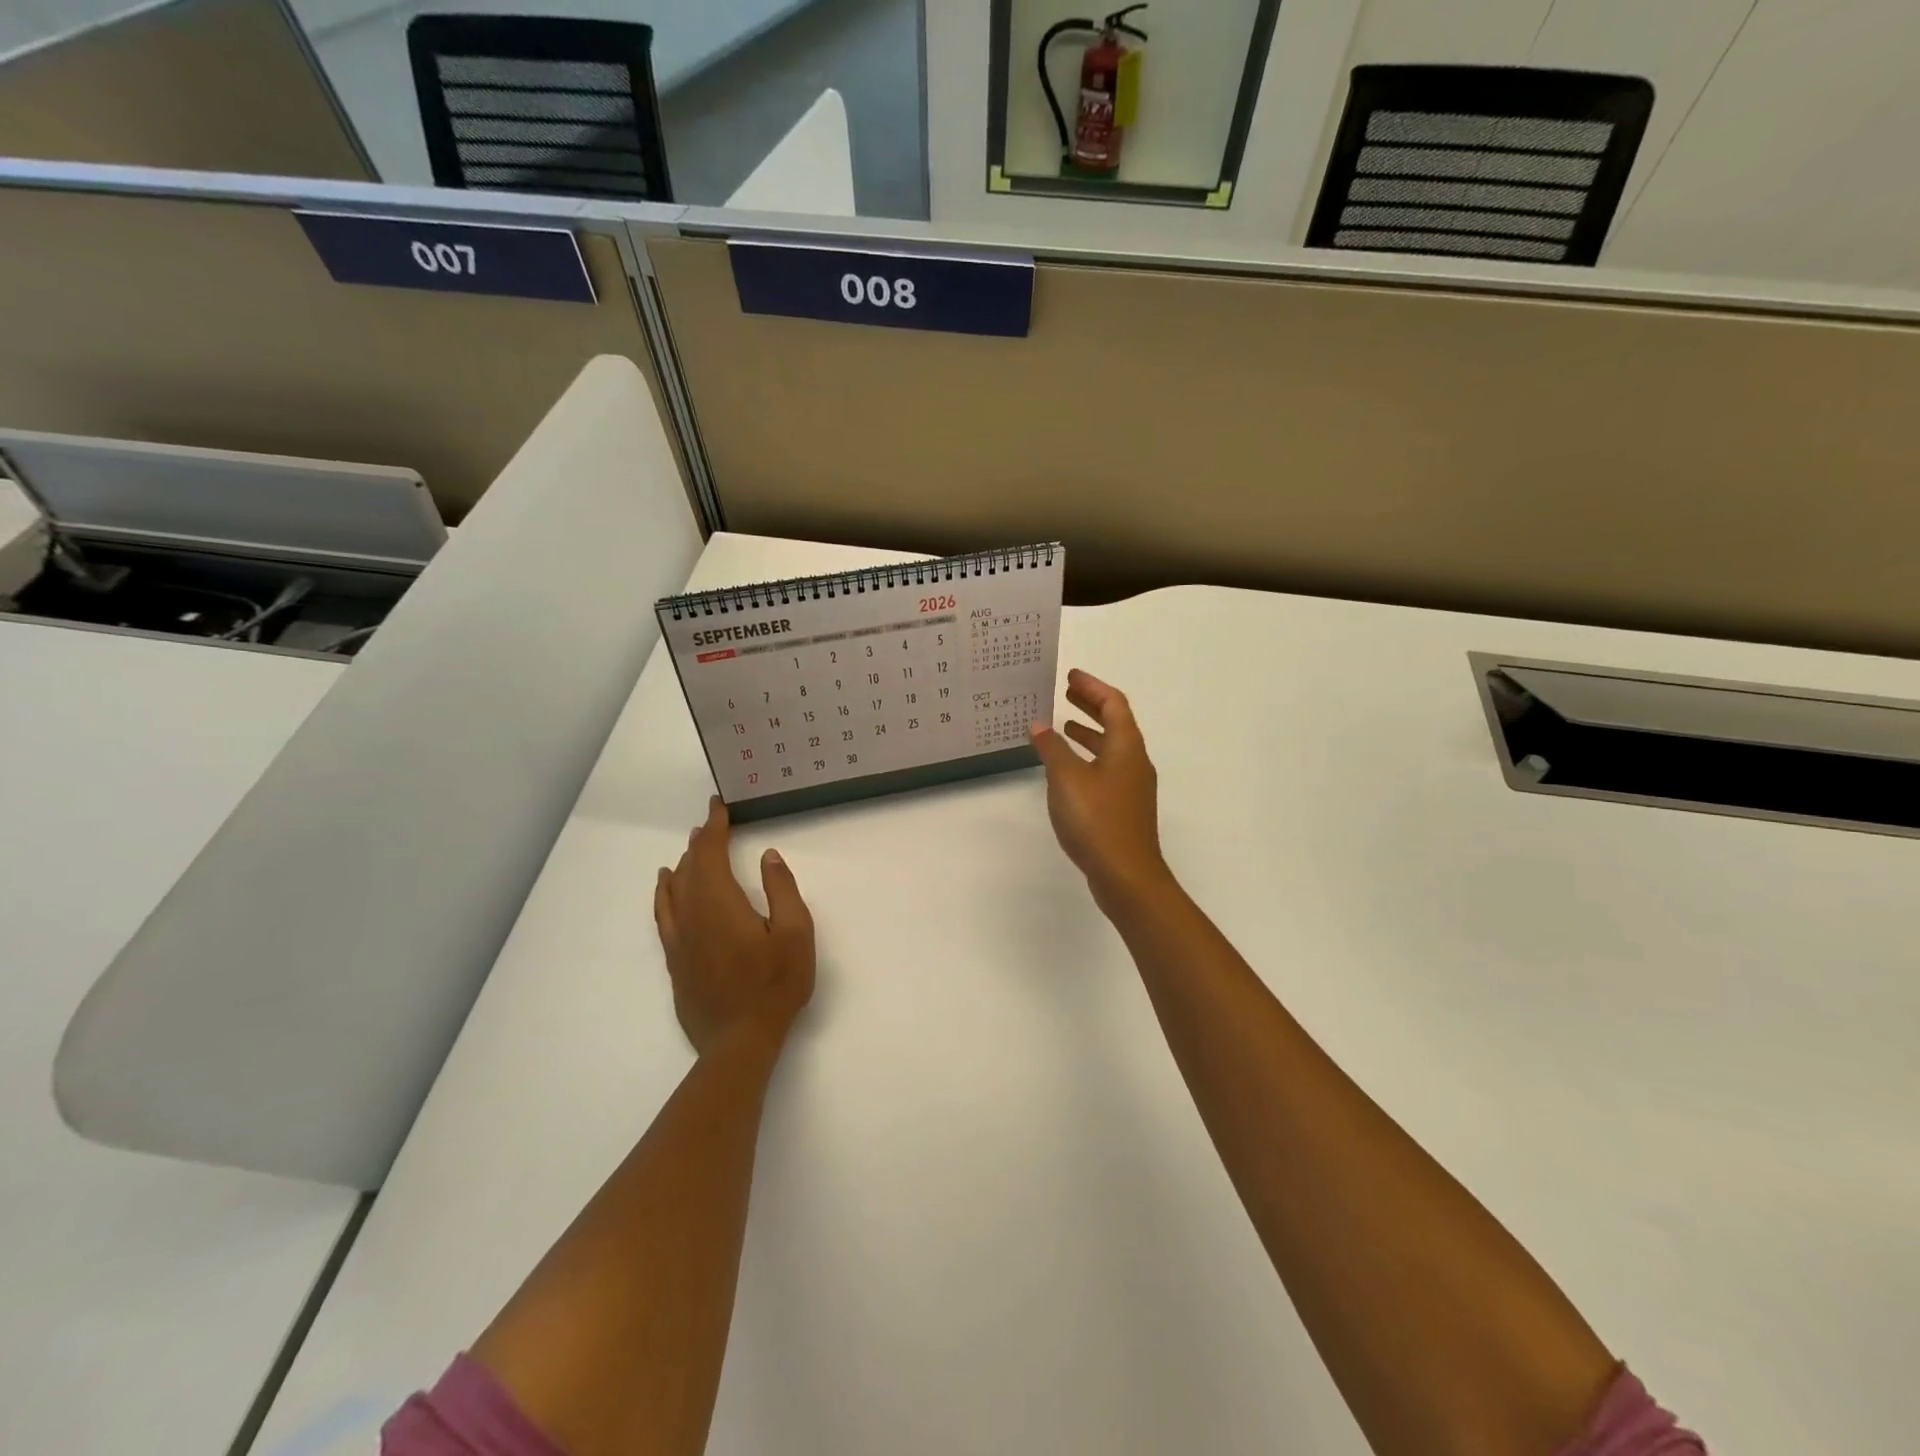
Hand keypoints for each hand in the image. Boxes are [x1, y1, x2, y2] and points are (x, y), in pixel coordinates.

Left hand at [654, 797, 814, 1055]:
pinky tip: (666, 889)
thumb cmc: (775, 984)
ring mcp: (679, 940)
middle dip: (700, 844)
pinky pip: (663, 915)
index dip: (714, 828)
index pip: (710, 854)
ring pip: (673, 890)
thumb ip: (782, 889)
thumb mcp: (795, 933)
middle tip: (711, 825)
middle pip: (690, 869)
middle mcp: (692, 915)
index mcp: (720, 903)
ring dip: (683, 865)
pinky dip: (664, 894)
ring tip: (689, 849)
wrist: (738, 1041)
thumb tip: (768, 856)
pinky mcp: (675, 961)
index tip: (718, 807)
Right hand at [1030, 670, 1171, 913]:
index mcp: (1126, 747)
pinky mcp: (1125, 809)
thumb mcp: (1066, 778)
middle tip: (1068, 694)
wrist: (1127, 875)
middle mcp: (1134, 762)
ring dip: (1089, 734)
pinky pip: (1107, 769)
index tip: (1071, 676)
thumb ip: (1052, 748)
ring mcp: (1132, 787)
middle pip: (1116, 723)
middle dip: (1091, 706)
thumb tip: (1040, 725)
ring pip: (1112, 748)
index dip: (1092, 687)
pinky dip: (1088, 759)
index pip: (1113, 704)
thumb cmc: (1097, 820)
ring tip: (1064, 728)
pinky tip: (1068, 772)